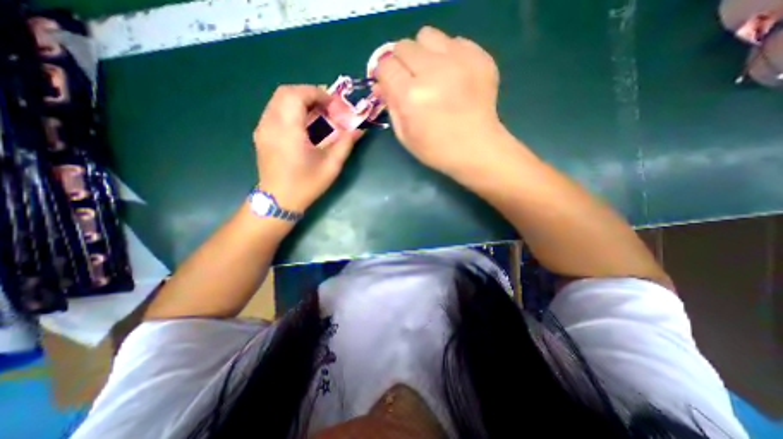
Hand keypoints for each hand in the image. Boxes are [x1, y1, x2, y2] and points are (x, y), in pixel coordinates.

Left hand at [255, 84, 360, 212]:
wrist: (279, 201)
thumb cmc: (306, 184)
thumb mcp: (331, 166)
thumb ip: (345, 144)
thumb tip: (359, 130)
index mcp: (288, 130)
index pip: (298, 94)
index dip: (318, 94)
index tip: (335, 105)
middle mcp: (271, 123)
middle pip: (285, 92)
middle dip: (309, 94)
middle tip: (328, 107)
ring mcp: (262, 128)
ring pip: (278, 100)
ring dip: (300, 101)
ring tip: (318, 114)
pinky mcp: (262, 134)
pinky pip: (275, 111)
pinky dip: (291, 110)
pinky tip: (304, 124)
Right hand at [375, 26, 506, 175]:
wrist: (477, 149)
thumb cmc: (437, 149)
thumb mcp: (405, 135)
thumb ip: (391, 106)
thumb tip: (380, 85)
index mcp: (411, 96)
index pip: (385, 65)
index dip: (385, 75)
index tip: (392, 84)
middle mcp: (433, 72)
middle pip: (404, 46)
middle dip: (402, 63)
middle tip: (412, 81)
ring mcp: (459, 61)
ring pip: (428, 36)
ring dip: (424, 53)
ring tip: (432, 74)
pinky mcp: (479, 57)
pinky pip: (454, 41)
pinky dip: (448, 55)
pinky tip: (453, 76)